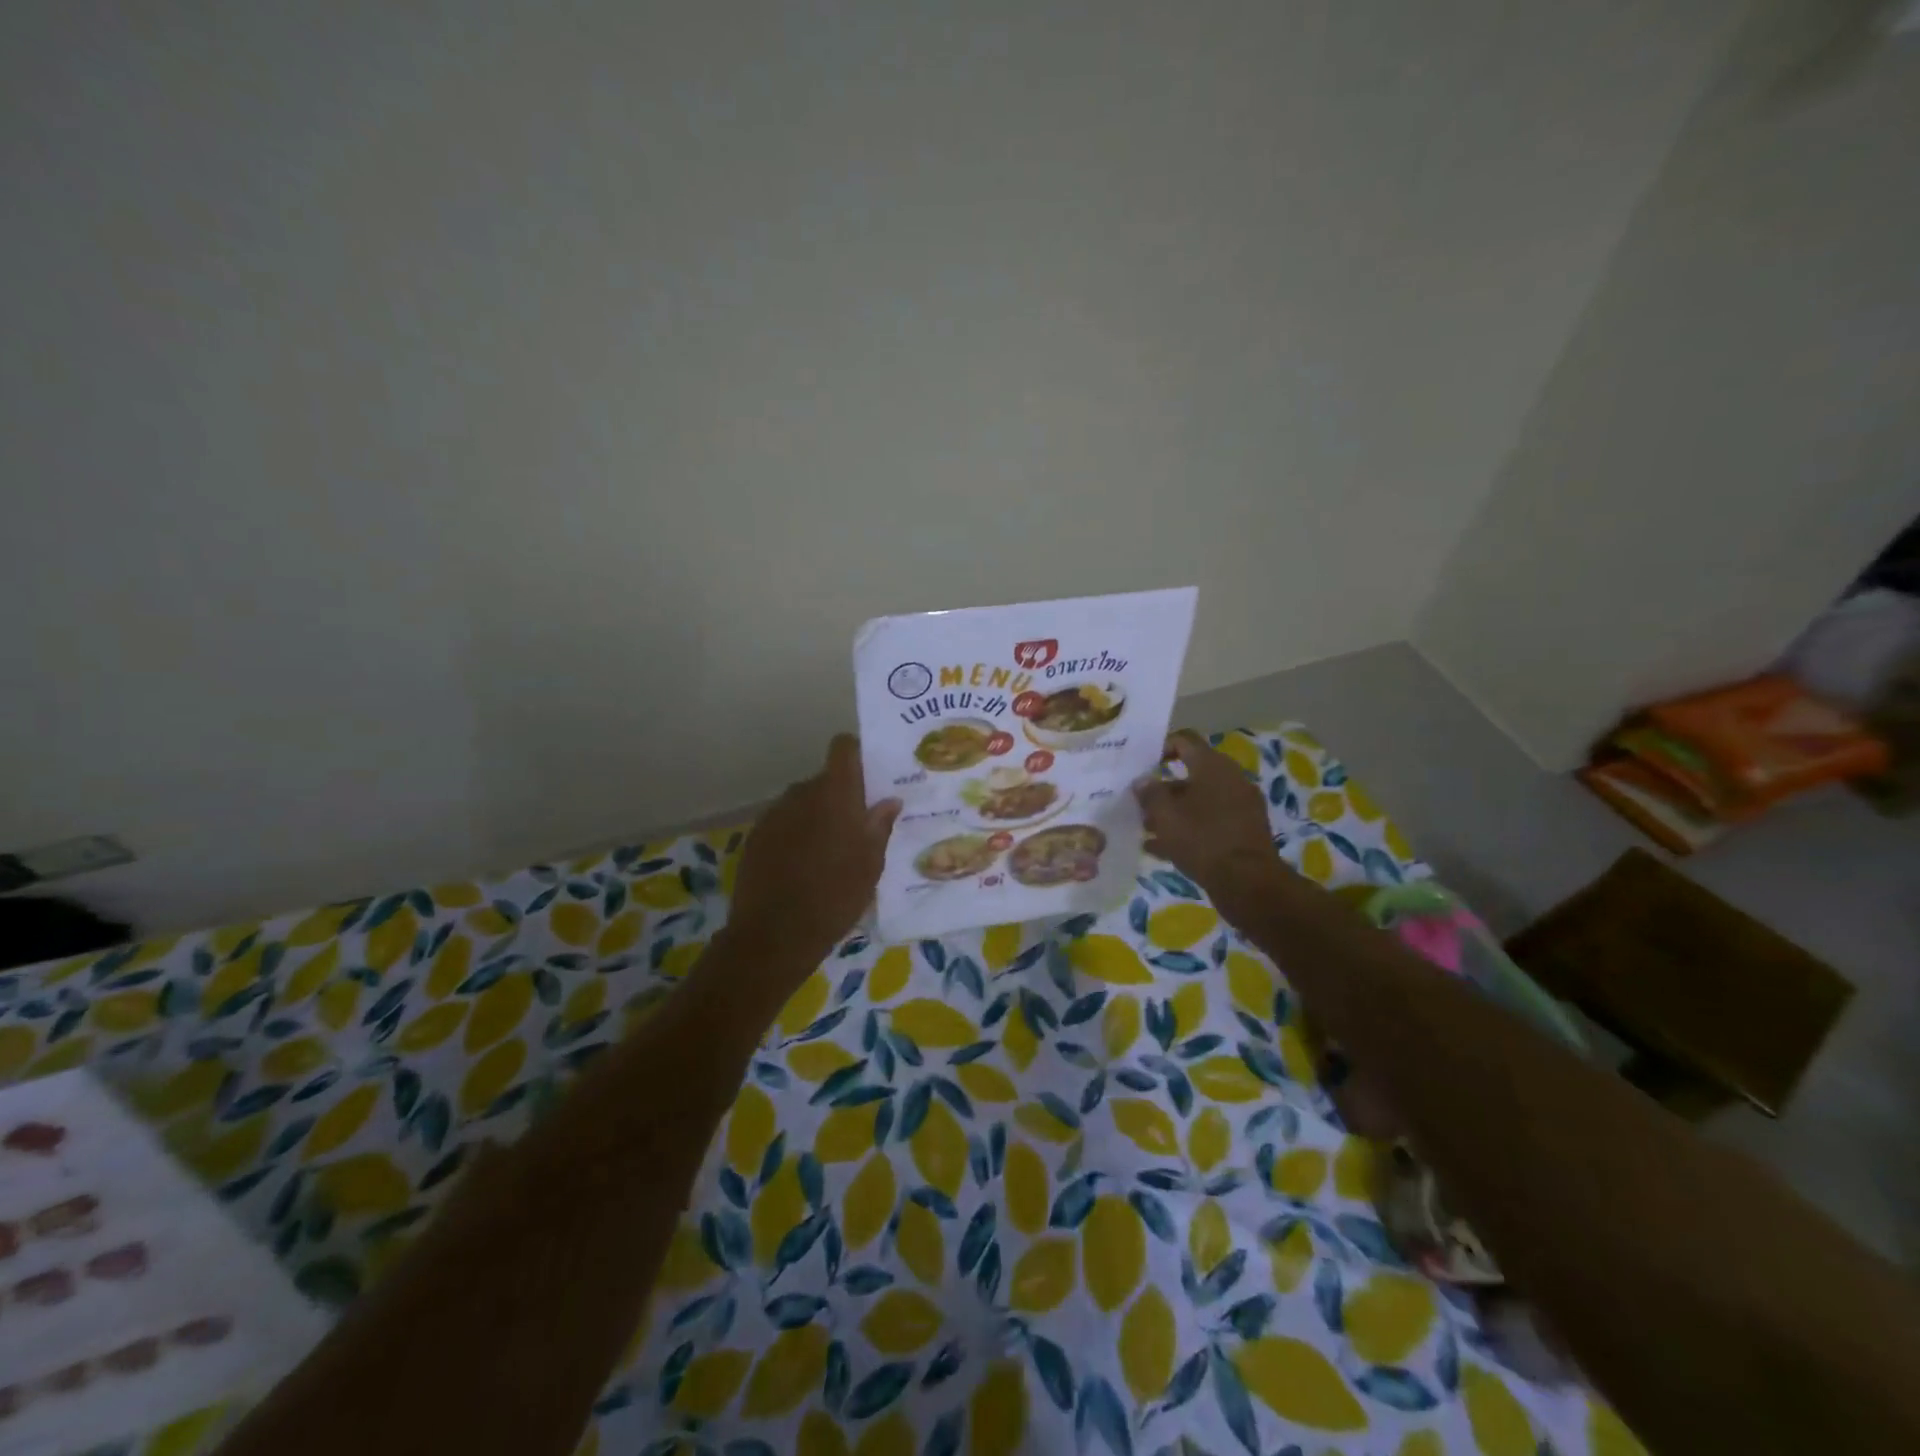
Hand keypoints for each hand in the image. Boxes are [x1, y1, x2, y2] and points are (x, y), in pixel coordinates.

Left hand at [725, 735, 901, 975]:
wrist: (775, 934)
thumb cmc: (835, 896)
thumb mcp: (870, 865)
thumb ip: (879, 826)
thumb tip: (889, 801)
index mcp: (835, 794)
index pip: (843, 748)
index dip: (856, 754)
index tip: (870, 775)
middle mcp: (801, 793)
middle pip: (824, 780)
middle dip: (840, 797)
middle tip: (857, 827)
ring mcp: (774, 814)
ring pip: (802, 803)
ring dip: (816, 817)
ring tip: (828, 853)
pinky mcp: (755, 837)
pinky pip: (783, 824)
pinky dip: (795, 835)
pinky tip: (802, 868)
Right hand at [1134, 731, 1279, 911]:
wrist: (1248, 883)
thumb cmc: (1202, 839)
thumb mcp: (1165, 815)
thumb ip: (1150, 793)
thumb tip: (1142, 781)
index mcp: (1213, 766)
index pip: (1185, 741)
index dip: (1161, 747)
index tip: (1141, 764)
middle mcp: (1231, 779)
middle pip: (1191, 774)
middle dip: (1163, 788)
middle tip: (1139, 802)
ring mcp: (1241, 806)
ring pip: (1199, 801)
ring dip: (1173, 812)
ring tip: (1146, 828)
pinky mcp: (1244, 832)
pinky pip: (1210, 822)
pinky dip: (1188, 829)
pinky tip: (1162, 848)